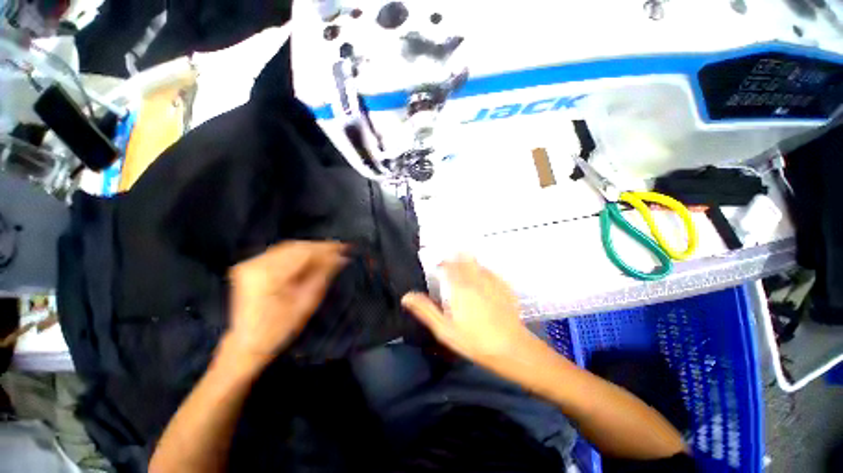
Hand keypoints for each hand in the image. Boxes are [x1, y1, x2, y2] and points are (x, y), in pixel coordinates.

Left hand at [224, 241, 347, 367]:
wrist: (247, 343)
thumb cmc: (278, 329)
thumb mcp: (306, 303)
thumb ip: (323, 276)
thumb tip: (340, 259)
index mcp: (267, 276)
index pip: (303, 253)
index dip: (326, 249)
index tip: (344, 249)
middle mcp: (255, 264)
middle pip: (295, 247)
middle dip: (320, 248)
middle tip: (340, 249)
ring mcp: (251, 264)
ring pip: (289, 248)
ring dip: (311, 250)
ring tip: (330, 253)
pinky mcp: (252, 266)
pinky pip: (281, 254)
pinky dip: (299, 254)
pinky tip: (312, 258)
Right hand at [401, 256, 534, 367]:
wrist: (511, 348)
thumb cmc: (474, 340)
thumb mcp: (445, 330)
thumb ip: (426, 310)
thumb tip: (406, 296)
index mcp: (459, 287)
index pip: (448, 265)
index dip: (442, 264)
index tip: (438, 269)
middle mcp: (475, 279)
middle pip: (464, 259)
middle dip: (455, 259)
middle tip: (451, 268)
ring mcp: (492, 281)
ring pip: (477, 263)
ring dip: (468, 263)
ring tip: (464, 273)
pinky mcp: (504, 286)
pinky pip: (489, 271)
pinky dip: (481, 271)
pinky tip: (481, 282)